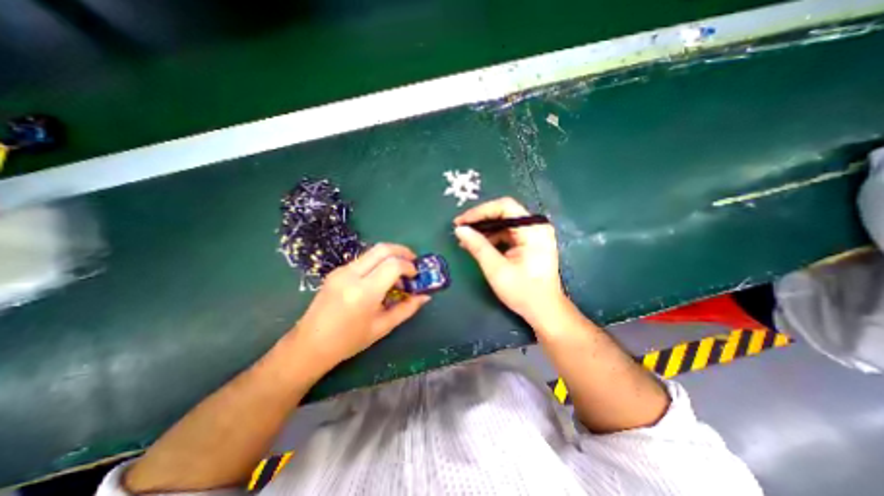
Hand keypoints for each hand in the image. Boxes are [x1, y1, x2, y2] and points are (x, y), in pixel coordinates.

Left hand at [284, 244, 429, 376]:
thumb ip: (407, 309)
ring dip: (390, 256)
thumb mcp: (383, 327)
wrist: (310, 344)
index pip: (393, 265)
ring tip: (399, 270)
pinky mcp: (336, 271)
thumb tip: (425, 297)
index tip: (416, 275)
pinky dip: (378, 262)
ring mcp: (341, 270)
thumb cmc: (349, 341)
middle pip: (382, 249)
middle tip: (413, 261)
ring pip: (372, 252)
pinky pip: (363, 259)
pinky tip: (382, 276)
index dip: (409, 266)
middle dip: (402, 251)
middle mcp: (351, 275)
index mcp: (363, 292)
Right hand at [456, 198, 566, 324]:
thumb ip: (478, 246)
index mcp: (533, 229)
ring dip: (484, 230)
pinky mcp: (529, 242)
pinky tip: (478, 245)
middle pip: (504, 213)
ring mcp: (534, 234)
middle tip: (460, 229)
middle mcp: (536, 226)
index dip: (480, 211)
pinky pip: (507, 233)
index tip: (461, 222)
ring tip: (466, 239)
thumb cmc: (523, 291)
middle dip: (480, 220)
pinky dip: (492, 238)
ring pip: (504, 223)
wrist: (544, 310)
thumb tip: (460, 229)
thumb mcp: (496, 269)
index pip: (504, 207)